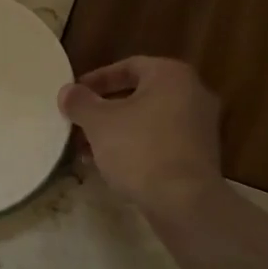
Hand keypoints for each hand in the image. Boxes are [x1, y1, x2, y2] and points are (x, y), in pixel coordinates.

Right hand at [58, 57, 224, 218]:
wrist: (184, 202)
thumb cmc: (140, 149)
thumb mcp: (99, 122)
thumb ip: (80, 102)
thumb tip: (67, 91)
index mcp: (171, 75)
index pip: (128, 66)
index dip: (96, 79)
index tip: (74, 95)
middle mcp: (193, 94)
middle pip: (139, 94)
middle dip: (104, 110)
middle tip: (78, 123)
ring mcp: (200, 127)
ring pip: (148, 121)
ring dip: (117, 131)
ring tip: (87, 150)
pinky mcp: (200, 156)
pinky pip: (161, 142)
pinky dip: (136, 147)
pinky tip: (111, 167)